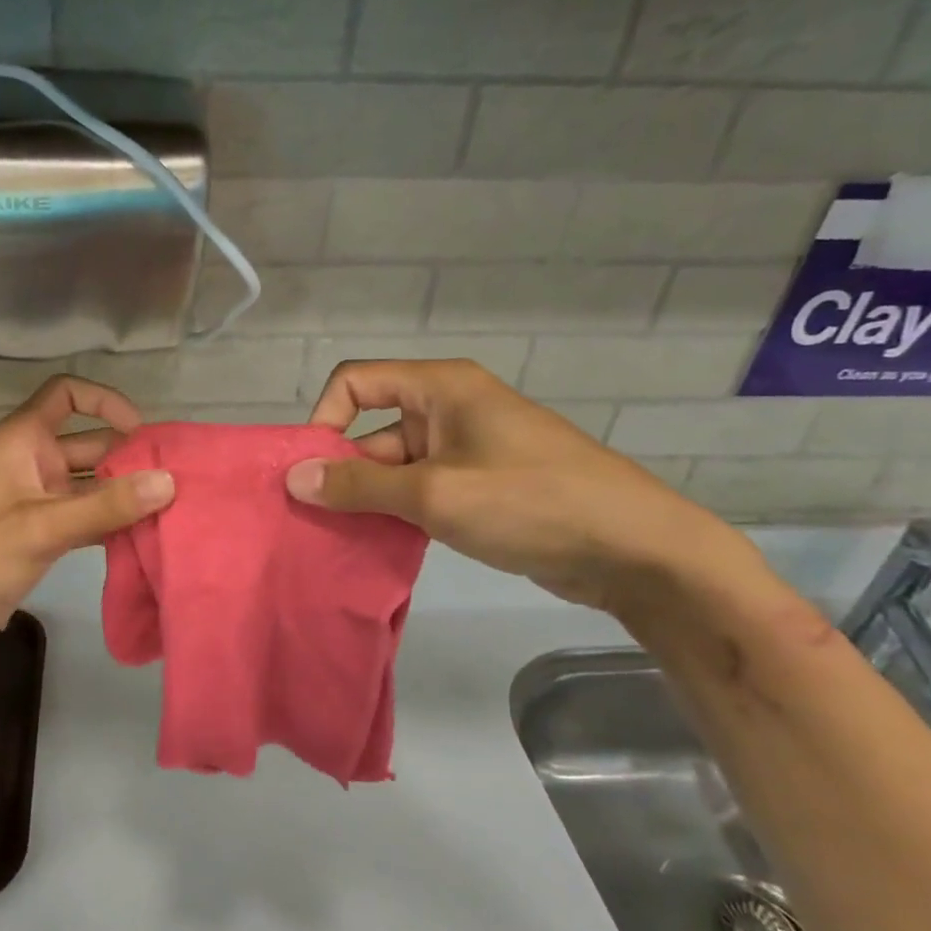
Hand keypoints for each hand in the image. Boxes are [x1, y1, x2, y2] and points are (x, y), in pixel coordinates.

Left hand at [0, 376, 174, 665]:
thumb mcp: (42, 527)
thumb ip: (106, 505)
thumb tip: (169, 481)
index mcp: (22, 441)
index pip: (66, 394)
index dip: (104, 401)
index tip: (141, 432)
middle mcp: (33, 462)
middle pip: (90, 443)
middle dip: (130, 458)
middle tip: (177, 482)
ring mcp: (38, 501)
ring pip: (92, 485)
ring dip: (125, 495)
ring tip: (173, 510)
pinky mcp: (42, 535)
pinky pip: (86, 517)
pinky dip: (112, 523)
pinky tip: (146, 538)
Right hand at [284, 359, 759, 612]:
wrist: (635, 550)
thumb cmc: (530, 503)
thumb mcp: (434, 494)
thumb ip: (359, 484)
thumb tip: (294, 477)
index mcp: (440, 387)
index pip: (356, 381)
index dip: (325, 418)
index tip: (312, 471)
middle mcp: (450, 408)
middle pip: (373, 428)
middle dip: (344, 471)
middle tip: (316, 521)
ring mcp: (468, 449)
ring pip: (396, 466)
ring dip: (370, 499)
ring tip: (342, 540)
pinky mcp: (482, 486)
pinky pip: (423, 490)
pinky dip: (399, 513)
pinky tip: (381, 547)